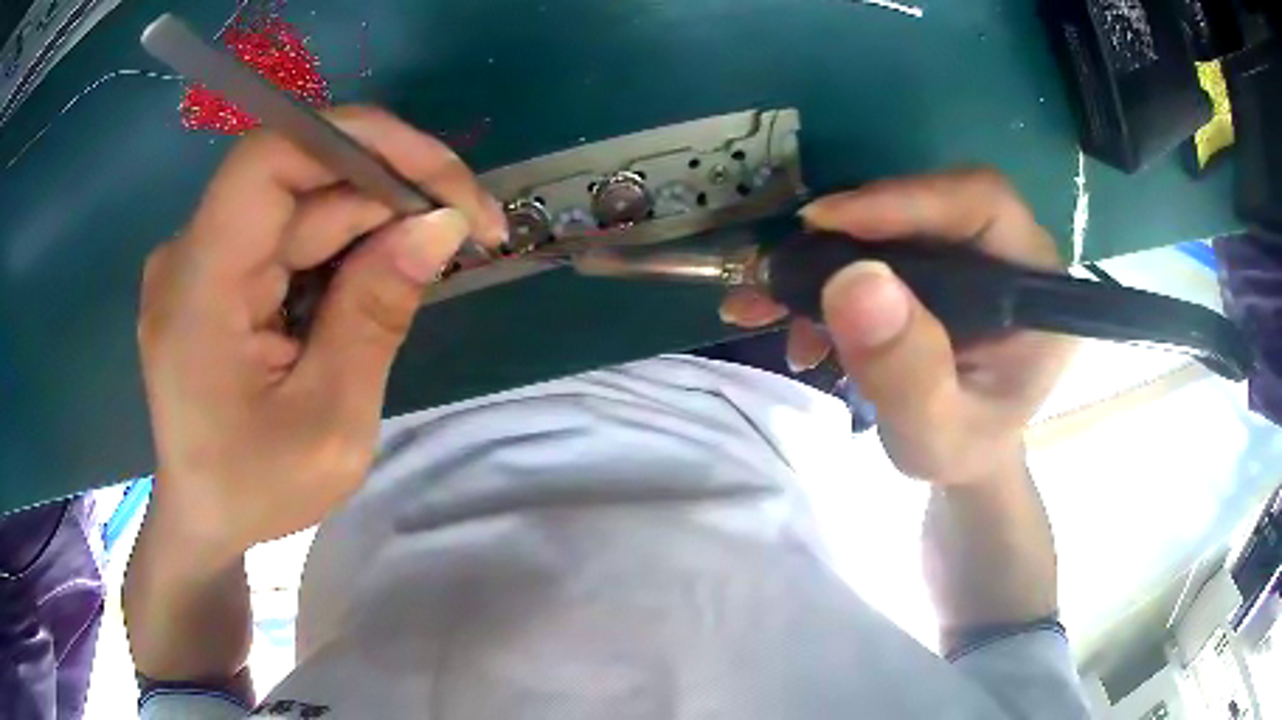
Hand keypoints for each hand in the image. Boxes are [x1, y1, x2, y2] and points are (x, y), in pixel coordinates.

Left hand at [138, 106, 506, 558]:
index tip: (442, 181)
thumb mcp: (329, 426)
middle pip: (299, 180)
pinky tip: (376, 281)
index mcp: (199, 289)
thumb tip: (439, 224)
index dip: (361, 142)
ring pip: (301, 204)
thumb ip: (375, 316)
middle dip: (389, 192)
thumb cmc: (256, 491)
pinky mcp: (215, 270)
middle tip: (469, 231)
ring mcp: (201, 258)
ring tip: (426, 265)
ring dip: (373, 223)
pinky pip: (289, 233)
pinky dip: (342, 247)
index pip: (271, 159)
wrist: (204, 519)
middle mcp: (190, 253)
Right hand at [720, 168, 1074, 485]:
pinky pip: (877, 242)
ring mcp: (969, 251)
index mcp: (1035, 289)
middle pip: (930, 201)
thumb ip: (907, 373)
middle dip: (852, 229)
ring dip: (825, 254)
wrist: (960, 450)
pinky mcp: (936, 257)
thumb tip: (855, 283)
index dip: (907, 200)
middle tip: (787, 264)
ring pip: (895, 218)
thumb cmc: (962, 448)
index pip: (983, 204)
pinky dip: (825, 271)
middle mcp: (1007, 252)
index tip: (826, 222)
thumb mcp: (935, 434)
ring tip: (769, 301)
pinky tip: (786, 313)